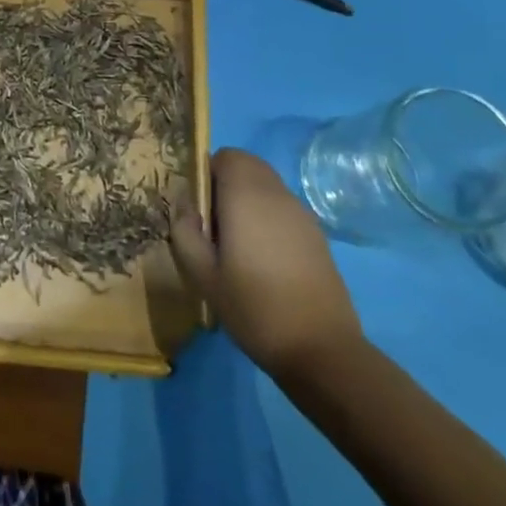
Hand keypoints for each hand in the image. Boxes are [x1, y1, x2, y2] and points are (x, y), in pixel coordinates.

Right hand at [170, 148, 363, 376]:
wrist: (321, 349)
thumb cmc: (253, 307)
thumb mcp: (202, 275)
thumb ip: (185, 231)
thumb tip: (185, 204)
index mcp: (247, 196)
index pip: (227, 156)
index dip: (208, 173)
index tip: (200, 208)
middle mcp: (277, 194)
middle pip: (249, 166)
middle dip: (227, 184)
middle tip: (214, 226)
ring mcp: (302, 214)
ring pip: (267, 186)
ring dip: (248, 200)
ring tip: (238, 245)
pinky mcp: (317, 235)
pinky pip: (284, 209)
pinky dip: (268, 218)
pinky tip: (264, 260)